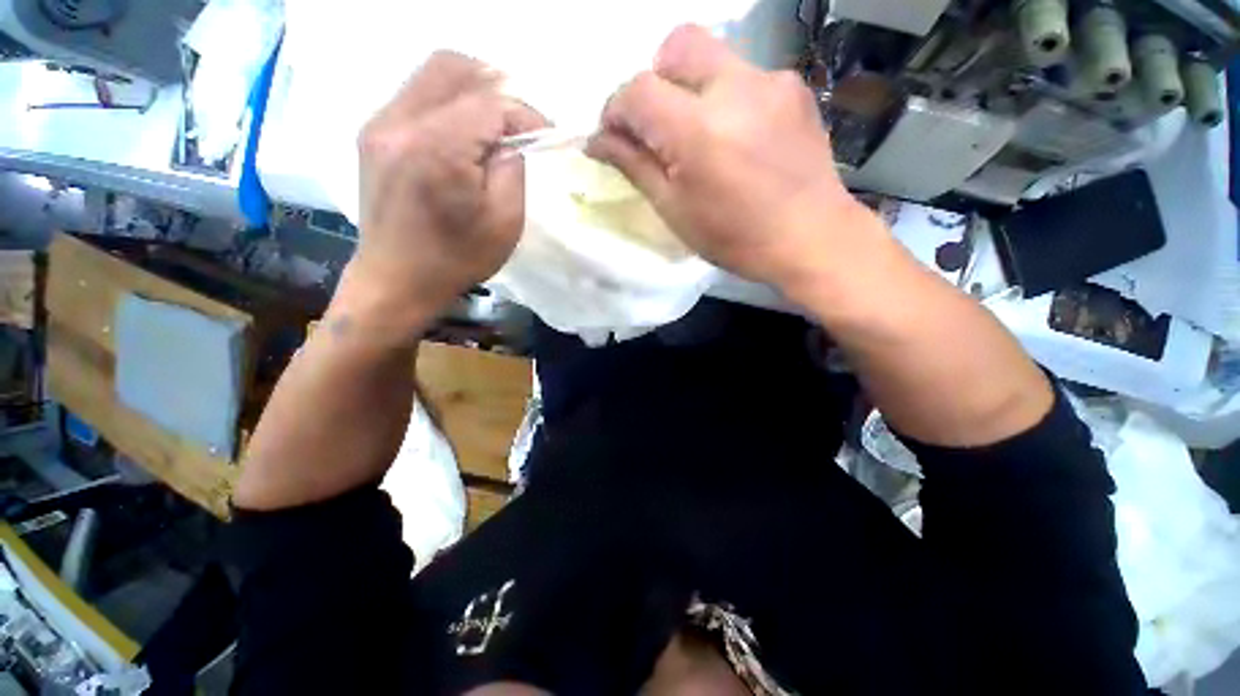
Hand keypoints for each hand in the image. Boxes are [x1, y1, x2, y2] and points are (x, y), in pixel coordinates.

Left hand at [346, 51, 545, 333]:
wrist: (397, 279)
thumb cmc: (458, 258)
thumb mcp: (505, 222)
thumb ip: (512, 169)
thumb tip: (512, 139)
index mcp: (439, 149)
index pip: (489, 102)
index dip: (524, 112)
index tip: (546, 133)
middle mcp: (401, 122)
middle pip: (454, 68)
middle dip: (497, 87)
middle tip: (520, 120)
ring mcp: (380, 124)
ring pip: (431, 75)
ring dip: (472, 90)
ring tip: (496, 122)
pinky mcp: (373, 134)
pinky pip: (415, 95)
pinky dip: (448, 102)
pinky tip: (464, 132)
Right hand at [587, 25, 886, 296]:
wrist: (812, 238)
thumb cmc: (735, 238)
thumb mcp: (675, 210)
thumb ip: (634, 166)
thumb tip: (596, 141)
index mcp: (698, 131)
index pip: (638, 90)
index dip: (616, 109)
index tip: (614, 135)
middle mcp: (735, 88)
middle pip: (677, 45)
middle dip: (654, 79)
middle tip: (657, 124)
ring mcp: (771, 81)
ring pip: (713, 57)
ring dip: (691, 88)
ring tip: (702, 136)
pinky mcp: (795, 87)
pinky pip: (746, 76)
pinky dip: (727, 98)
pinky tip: (739, 137)